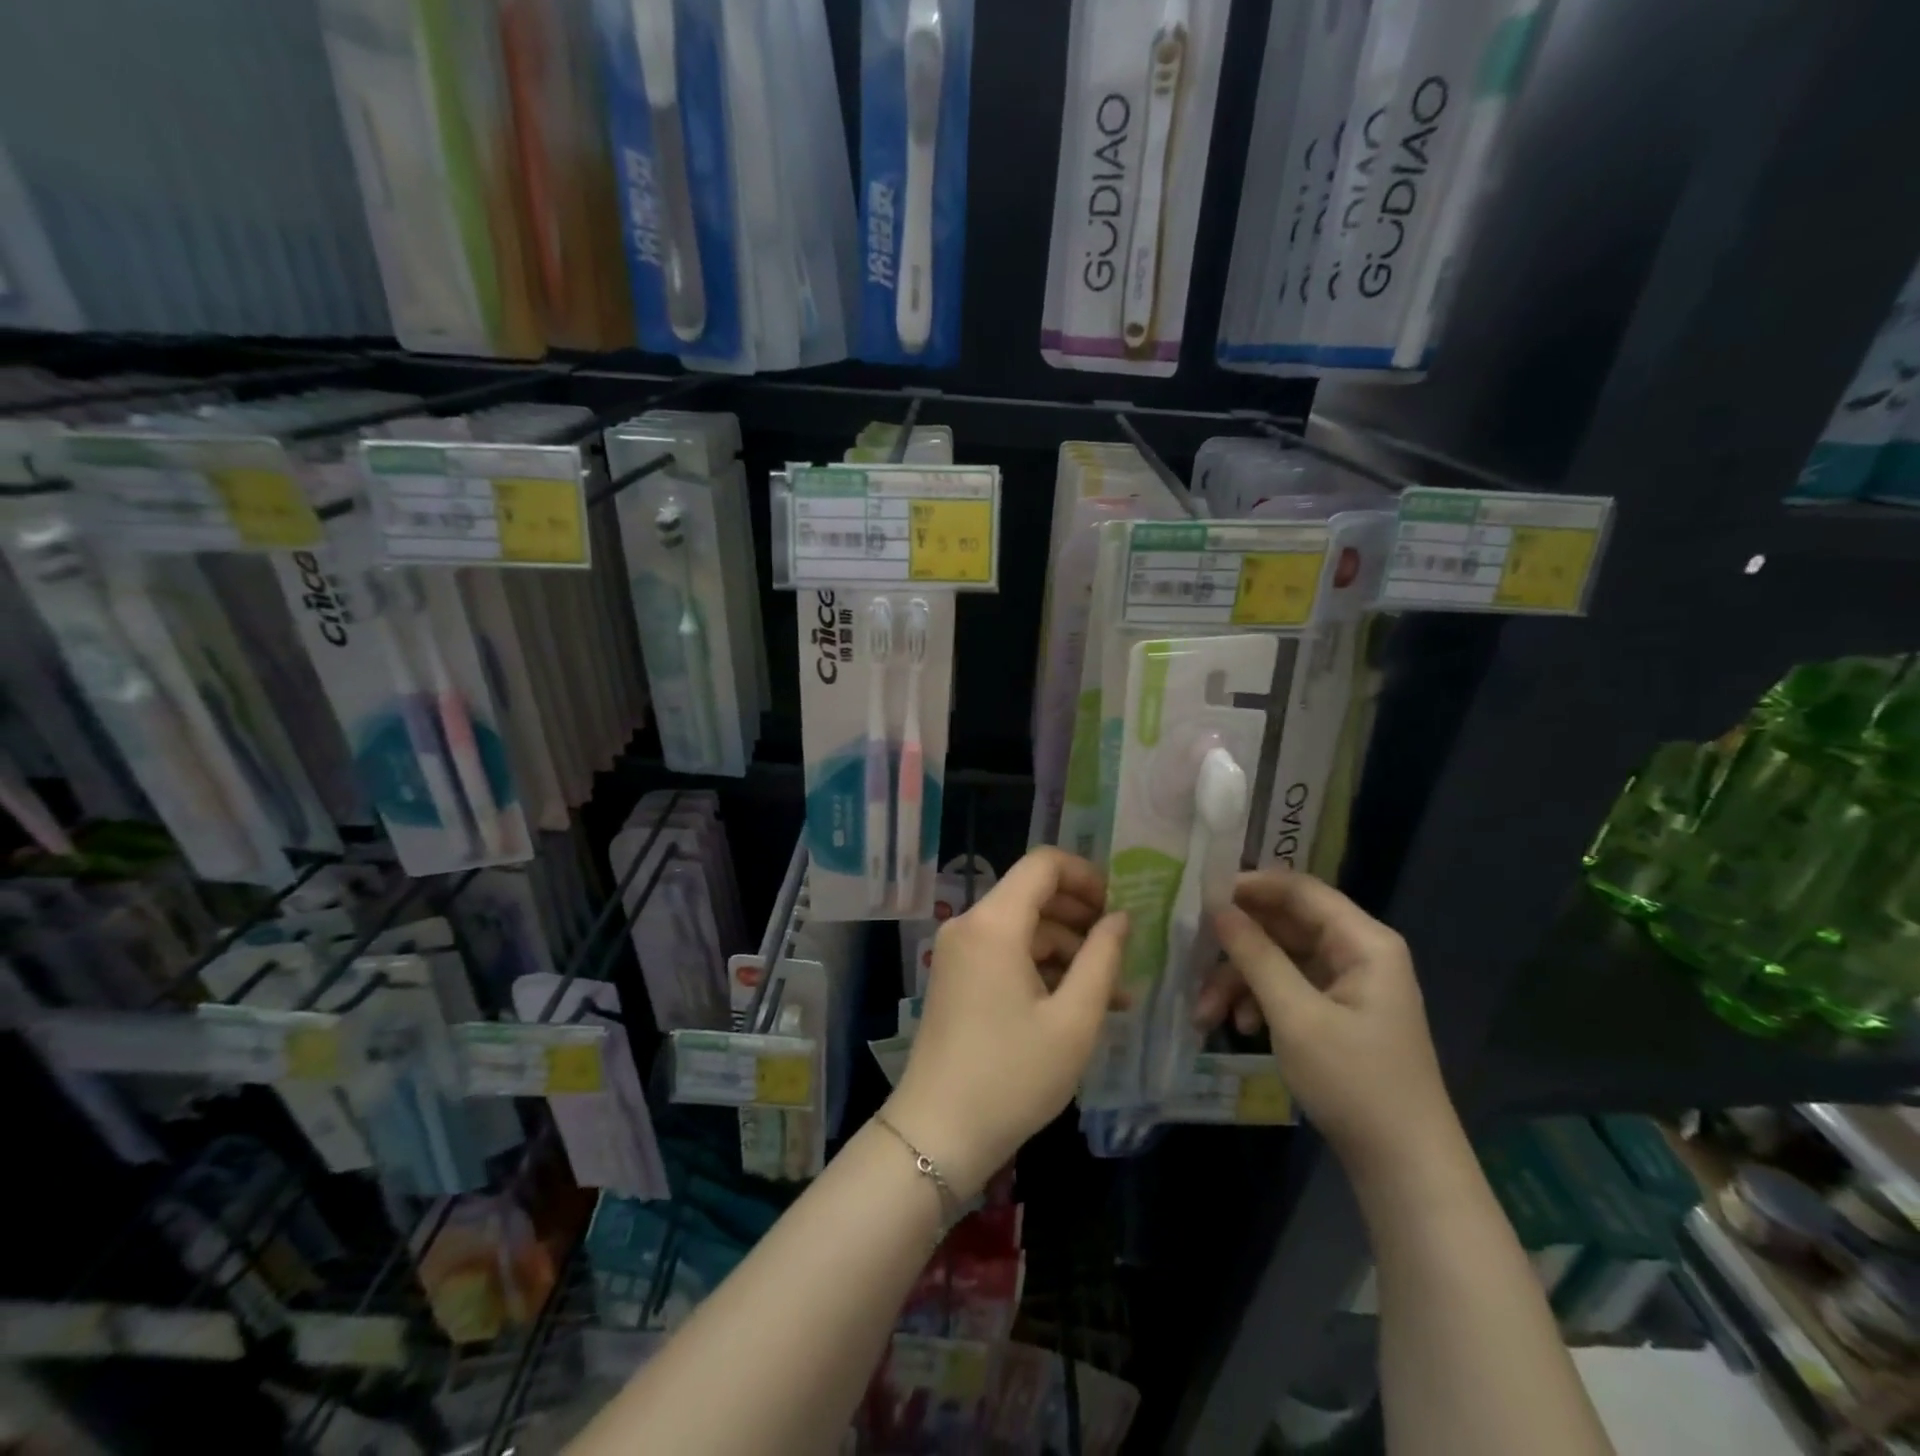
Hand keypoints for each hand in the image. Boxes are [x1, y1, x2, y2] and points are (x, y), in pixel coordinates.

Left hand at [887, 848, 1127, 1197]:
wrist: (937, 1132)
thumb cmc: (1013, 1075)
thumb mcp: (1073, 1020)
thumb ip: (1102, 958)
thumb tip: (1120, 918)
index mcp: (994, 923)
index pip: (1043, 864)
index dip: (1086, 875)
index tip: (1119, 906)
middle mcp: (970, 924)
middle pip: (1033, 895)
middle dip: (1082, 917)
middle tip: (1123, 951)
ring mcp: (958, 951)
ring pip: (1022, 928)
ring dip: (1067, 950)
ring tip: (1113, 994)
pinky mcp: (956, 977)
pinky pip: (1005, 953)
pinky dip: (1041, 968)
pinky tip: (1076, 1004)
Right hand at [1201, 869, 1455, 1179]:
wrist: (1404, 1167)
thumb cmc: (1354, 1082)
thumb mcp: (1295, 1015)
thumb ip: (1255, 955)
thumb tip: (1217, 907)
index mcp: (1363, 942)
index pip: (1300, 889)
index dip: (1250, 886)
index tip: (1201, 896)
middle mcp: (1357, 952)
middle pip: (1284, 926)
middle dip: (1236, 947)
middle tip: (1192, 957)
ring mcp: (1347, 983)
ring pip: (1279, 959)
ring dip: (1239, 981)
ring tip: (1204, 1014)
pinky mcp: (1336, 1011)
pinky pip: (1287, 987)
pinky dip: (1258, 1001)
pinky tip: (1238, 1027)